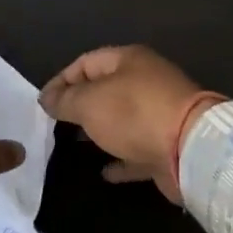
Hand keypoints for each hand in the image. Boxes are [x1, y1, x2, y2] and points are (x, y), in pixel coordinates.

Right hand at [38, 45, 220, 201]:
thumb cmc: (134, 114)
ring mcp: (160, 114)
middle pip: (106, 89)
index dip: (61, 80)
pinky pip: (137, 150)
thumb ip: (65, 100)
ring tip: (74, 143)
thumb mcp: (89, 102)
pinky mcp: (167, 145)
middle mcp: (146, 82)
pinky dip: (121, 159)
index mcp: (129, 61)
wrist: (190, 148)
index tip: (42, 103)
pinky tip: (105, 172)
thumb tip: (48, 99)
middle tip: (56, 123)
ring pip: (122, 120)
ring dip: (100, 130)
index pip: (86, 62)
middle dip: (80, 105)